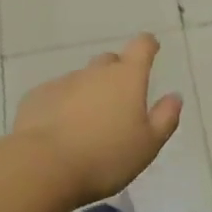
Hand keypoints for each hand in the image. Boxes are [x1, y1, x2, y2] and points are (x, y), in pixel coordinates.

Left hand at [12, 33, 183, 204]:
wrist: (42, 166)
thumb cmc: (105, 157)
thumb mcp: (147, 145)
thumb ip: (165, 118)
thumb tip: (174, 96)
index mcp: (126, 78)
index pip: (141, 47)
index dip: (148, 45)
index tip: (151, 48)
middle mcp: (95, 72)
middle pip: (109, 62)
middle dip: (116, 74)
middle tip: (119, 101)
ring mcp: (63, 82)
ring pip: (81, 80)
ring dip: (88, 93)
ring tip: (87, 125)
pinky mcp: (37, 97)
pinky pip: (56, 95)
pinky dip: (62, 106)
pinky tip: (59, 131)